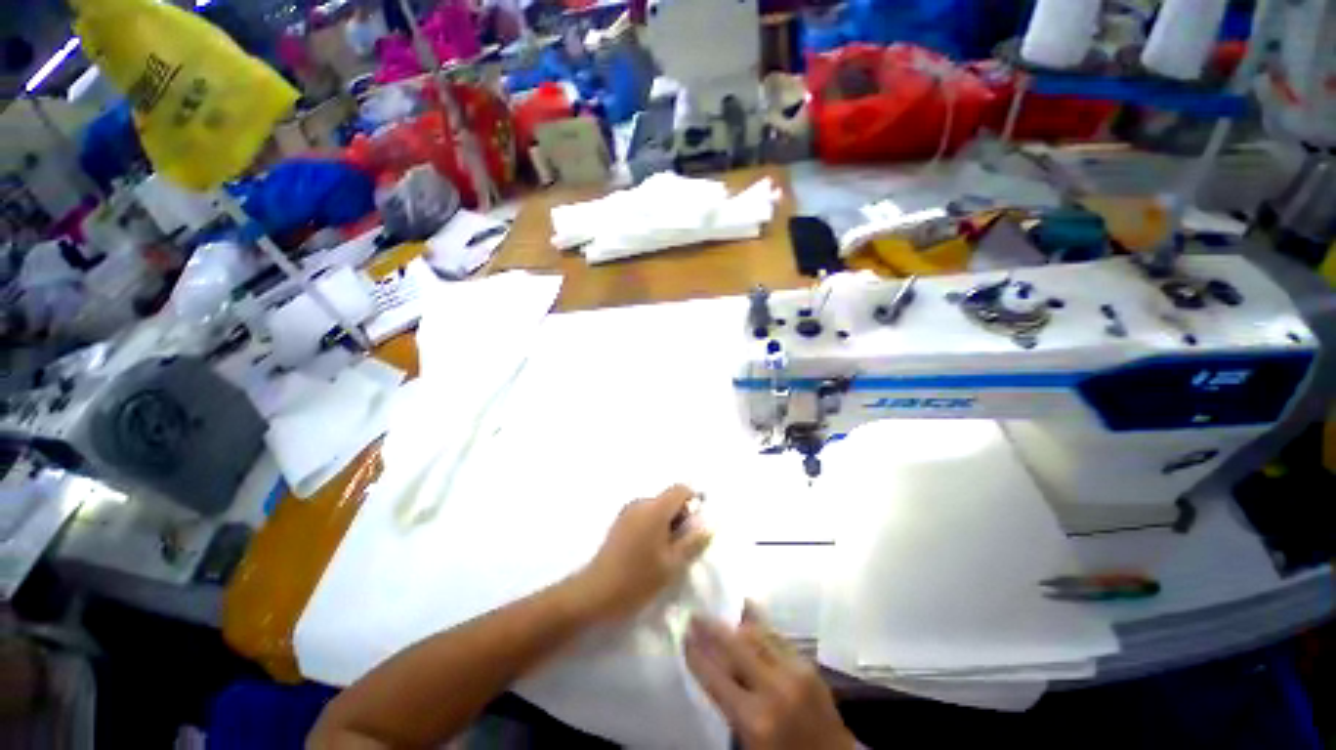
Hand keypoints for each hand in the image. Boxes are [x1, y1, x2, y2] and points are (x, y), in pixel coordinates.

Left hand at [574, 484, 712, 622]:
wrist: (594, 593)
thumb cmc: (637, 579)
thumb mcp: (672, 564)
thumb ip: (693, 542)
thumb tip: (710, 524)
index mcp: (655, 508)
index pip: (681, 489)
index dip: (694, 502)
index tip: (697, 526)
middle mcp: (641, 503)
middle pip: (669, 498)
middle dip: (681, 516)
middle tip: (684, 546)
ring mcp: (627, 512)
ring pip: (657, 508)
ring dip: (668, 524)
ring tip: (668, 553)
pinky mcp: (619, 523)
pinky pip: (645, 516)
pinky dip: (654, 527)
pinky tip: (651, 553)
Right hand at [685, 604, 854, 749]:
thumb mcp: (749, 738)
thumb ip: (730, 702)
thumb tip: (713, 665)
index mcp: (754, 718)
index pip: (716, 678)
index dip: (697, 654)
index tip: (683, 635)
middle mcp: (774, 689)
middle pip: (736, 647)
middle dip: (712, 629)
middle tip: (695, 615)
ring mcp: (794, 673)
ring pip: (757, 636)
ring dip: (735, 622)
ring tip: (718, 612)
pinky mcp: (809, 666)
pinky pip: (778, 637)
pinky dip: (760, 625)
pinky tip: (749, 613)